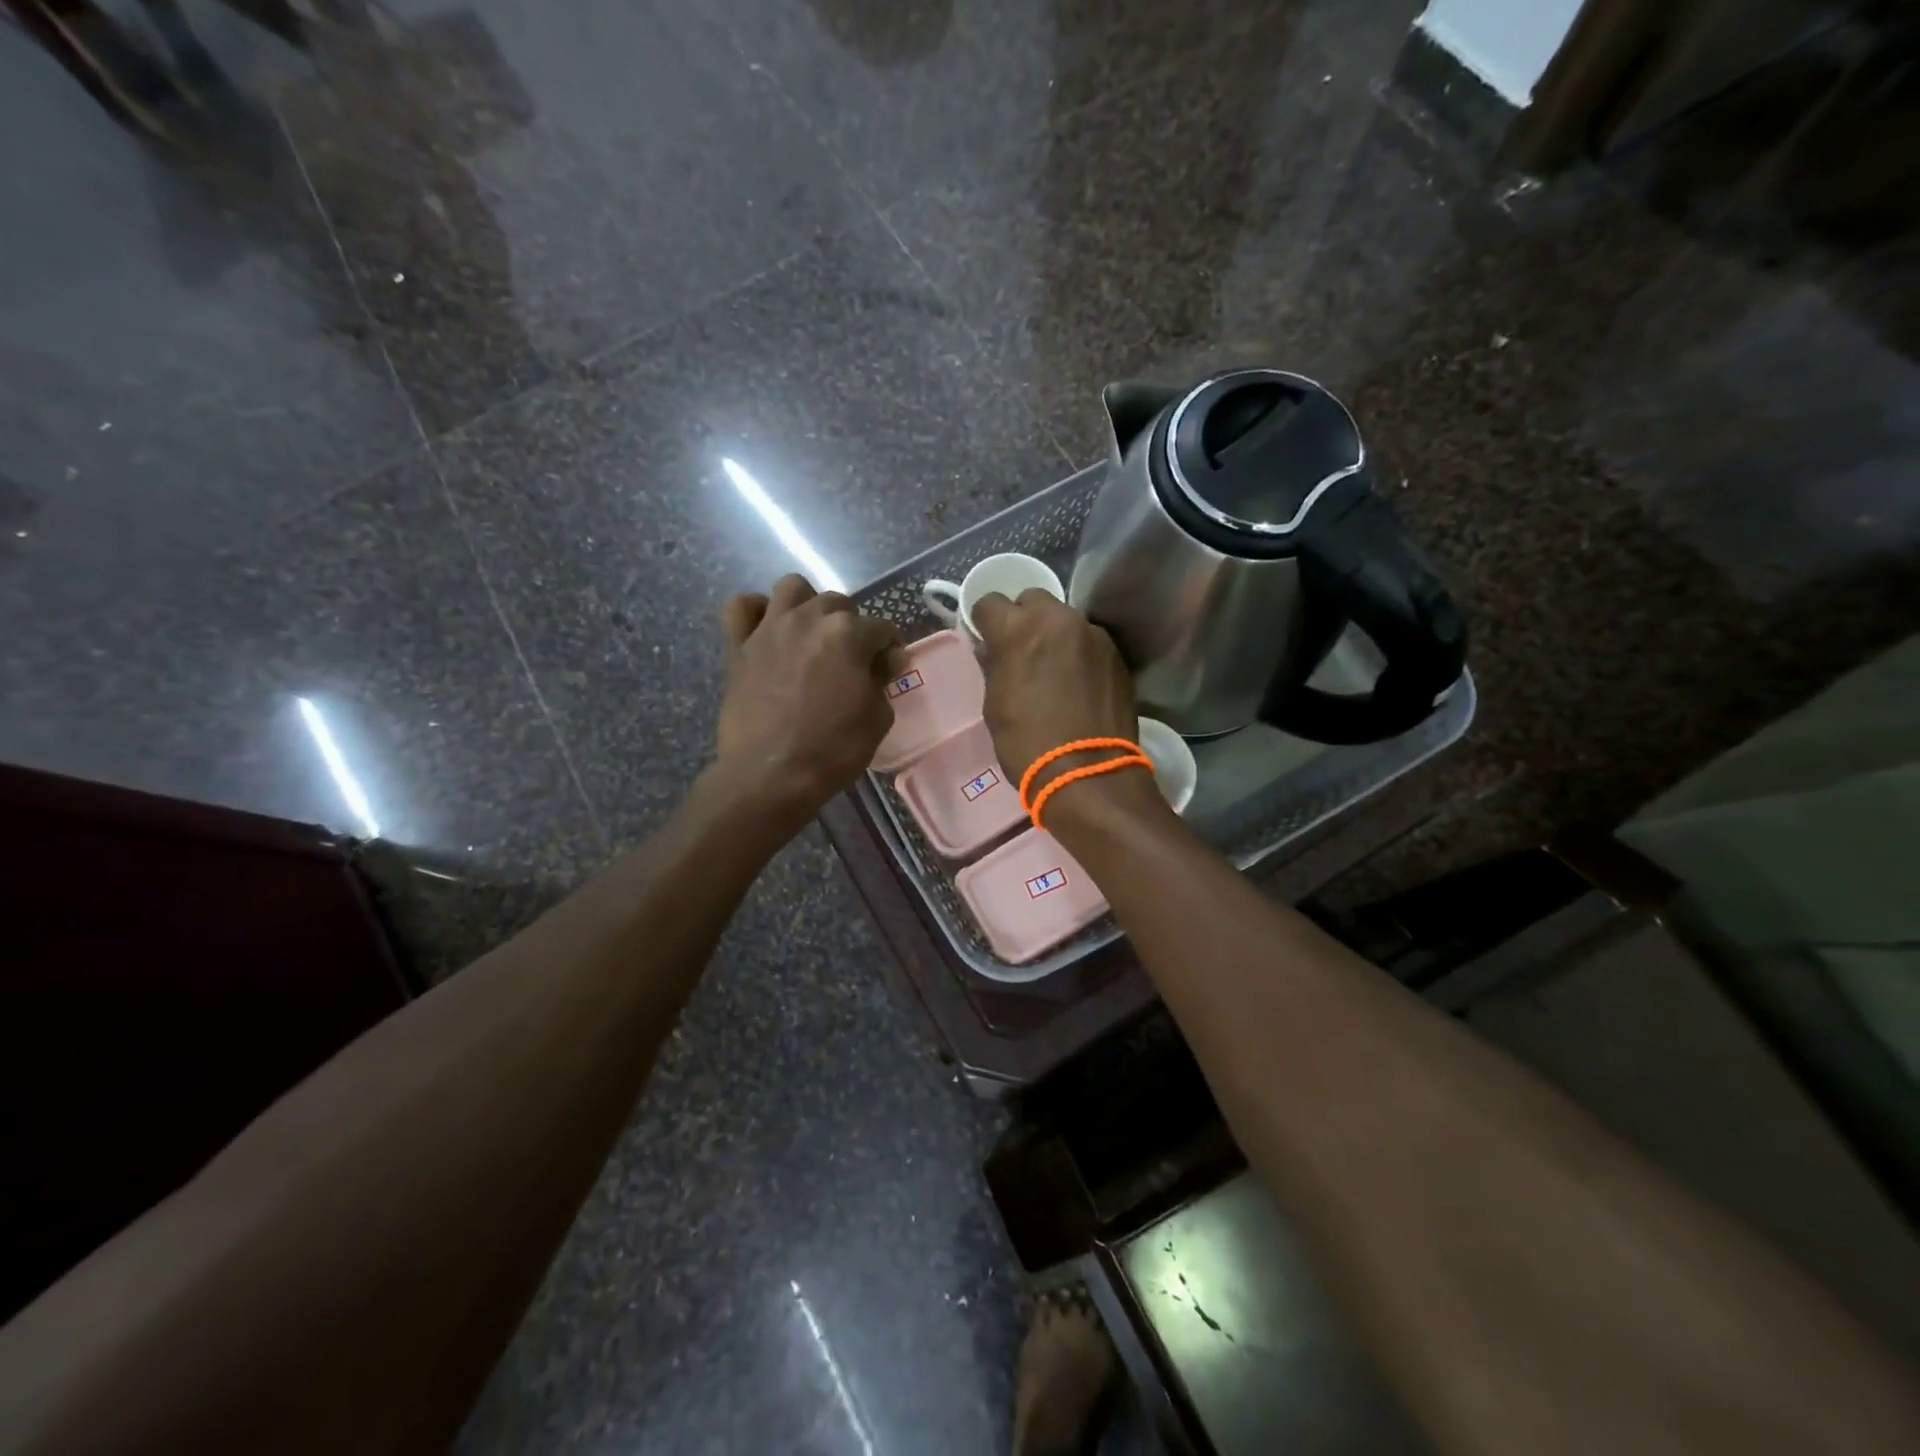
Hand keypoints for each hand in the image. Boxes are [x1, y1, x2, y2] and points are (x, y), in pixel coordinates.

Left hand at [715, 575, 900, 811]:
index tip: (889, 669)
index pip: (881, 628)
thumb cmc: (833, 749)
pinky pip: (741, 607)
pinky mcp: (739, 646)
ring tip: (811, 634)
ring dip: (807, 605)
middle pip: (838, 604)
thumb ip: (883, 680)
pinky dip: (755, 612)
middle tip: (851, 659)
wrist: (771, 774)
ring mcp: (769, 628)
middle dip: (851, 626)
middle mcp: (809, 619)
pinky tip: (766, 630)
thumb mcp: (878, 718)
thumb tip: (886, 660)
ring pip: (791, 588)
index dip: (890, 649)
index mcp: (848, 634)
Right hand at [971, 589, 1137, 786]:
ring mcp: (1092, 634)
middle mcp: (1058, 620)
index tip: (987, 639)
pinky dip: (1079, 653)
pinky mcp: (1116, 654)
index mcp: (1018, 630)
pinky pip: (1089, 641)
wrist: (1089, 773)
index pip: (991, 602)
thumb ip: (993, 665)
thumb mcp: (994, 705)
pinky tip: (1078, 683)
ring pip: (1065, 619)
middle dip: (1023, 618)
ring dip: (1054, 634)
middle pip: (1033, 600)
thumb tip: (991, 648)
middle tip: (1022, 651)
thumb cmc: (1028, 742)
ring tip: (1054, 669)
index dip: (985, 621)